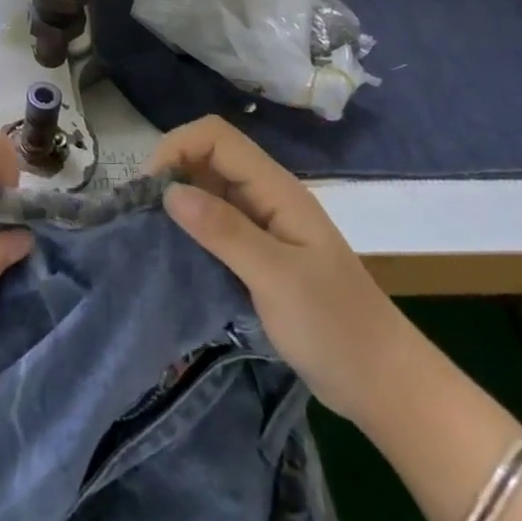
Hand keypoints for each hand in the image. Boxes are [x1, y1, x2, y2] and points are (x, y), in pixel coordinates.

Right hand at [148, 116, 414, 425]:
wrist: (382, 383)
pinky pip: (215, 222)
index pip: (216, 137)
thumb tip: (169, 191)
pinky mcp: (258, 253)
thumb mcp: (277, 278)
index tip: (148, 189)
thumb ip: (225, 231)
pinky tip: (173, 250)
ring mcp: (263, 225)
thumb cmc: (335, 327)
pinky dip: (189, 226)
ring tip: (147, 230)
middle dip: (171, 171)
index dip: (177, 147)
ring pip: (209, 188)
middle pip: (209, 156)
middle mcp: (266, 196)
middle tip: (139, 212)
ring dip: (177, 199)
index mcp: (276, 189)